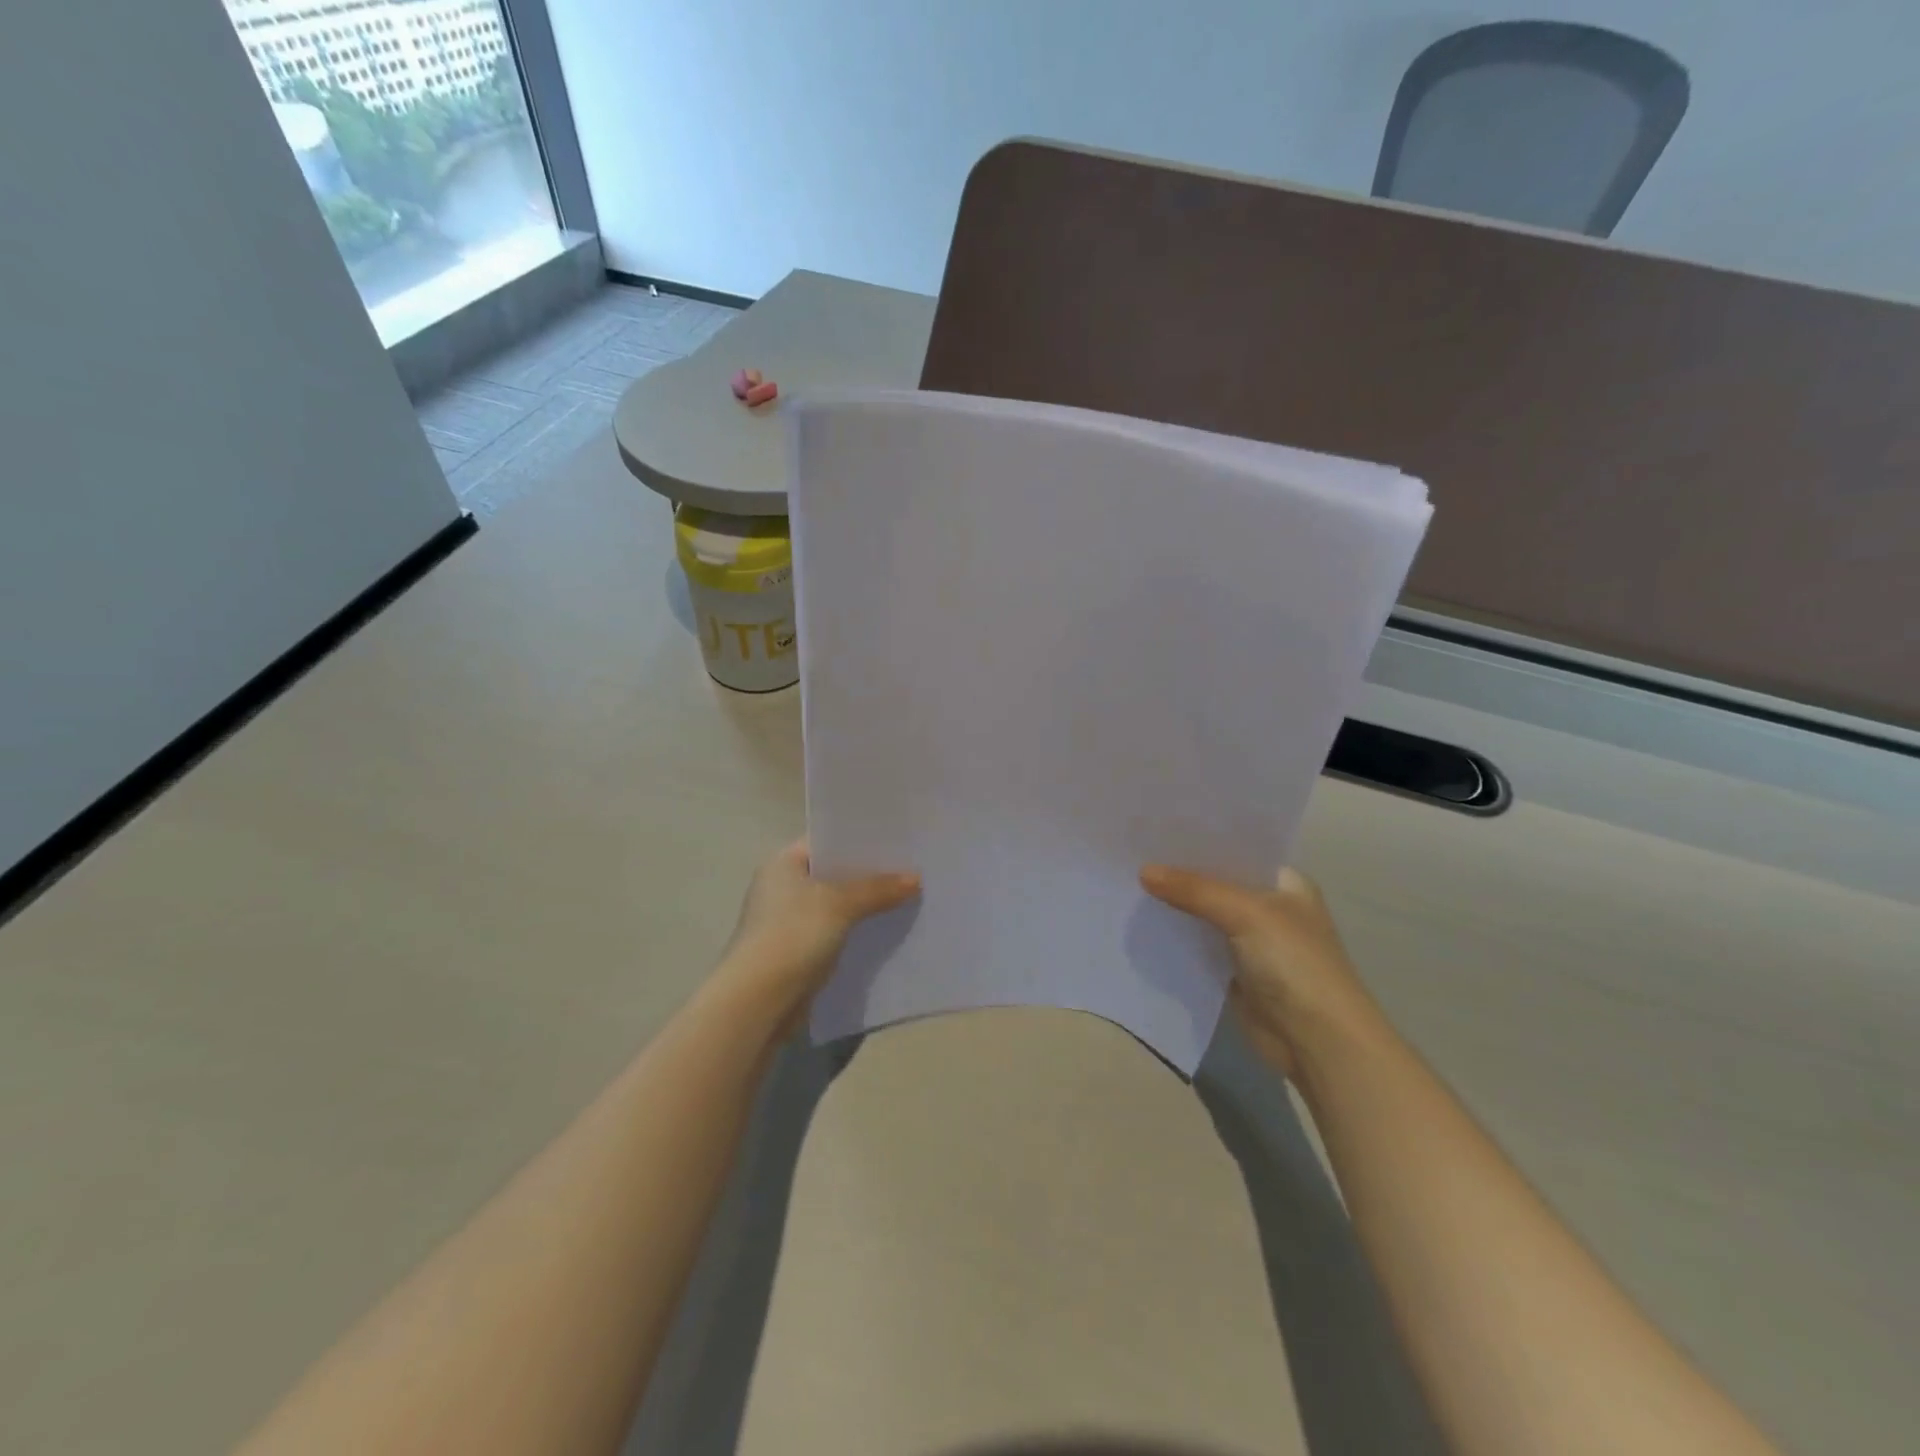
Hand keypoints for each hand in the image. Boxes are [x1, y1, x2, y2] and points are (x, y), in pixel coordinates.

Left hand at [714, 840, 919, 1033]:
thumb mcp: (840, 904)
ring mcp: (788, 922)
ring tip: (909, 898)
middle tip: (911, 869)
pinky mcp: (798, 952)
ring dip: (866, 906)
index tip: (897, 841)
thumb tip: (915, 878)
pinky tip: (888, 931)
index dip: (860, 839)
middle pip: (834, 873)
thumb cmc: (793, 935)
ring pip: (837, 905)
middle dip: (869, 875)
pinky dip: (858, 932)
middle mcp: (782, 887)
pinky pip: (836, 933)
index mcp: (782, 864)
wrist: (758, 1001)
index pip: (826, 841)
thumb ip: (878, 888)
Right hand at [1140, 863, 1385, 1080]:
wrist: (1318, 1041)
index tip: (1157, 827)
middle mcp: (1269, 908)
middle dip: (1180, 872)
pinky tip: (1142, 922)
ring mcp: (1251, 942)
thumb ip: (1194, 890)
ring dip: (1175, 905)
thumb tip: (1143, 871)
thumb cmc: (1295, 963)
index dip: (1201, 840)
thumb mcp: (1246, 914)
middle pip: (1217, 883)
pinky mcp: (1233, 973)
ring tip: (1128, 880)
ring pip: (1204, 915)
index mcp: (1285, 883)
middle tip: (1133, 852)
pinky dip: (1175, 938)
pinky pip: (1197, 947)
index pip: (1238, 850)